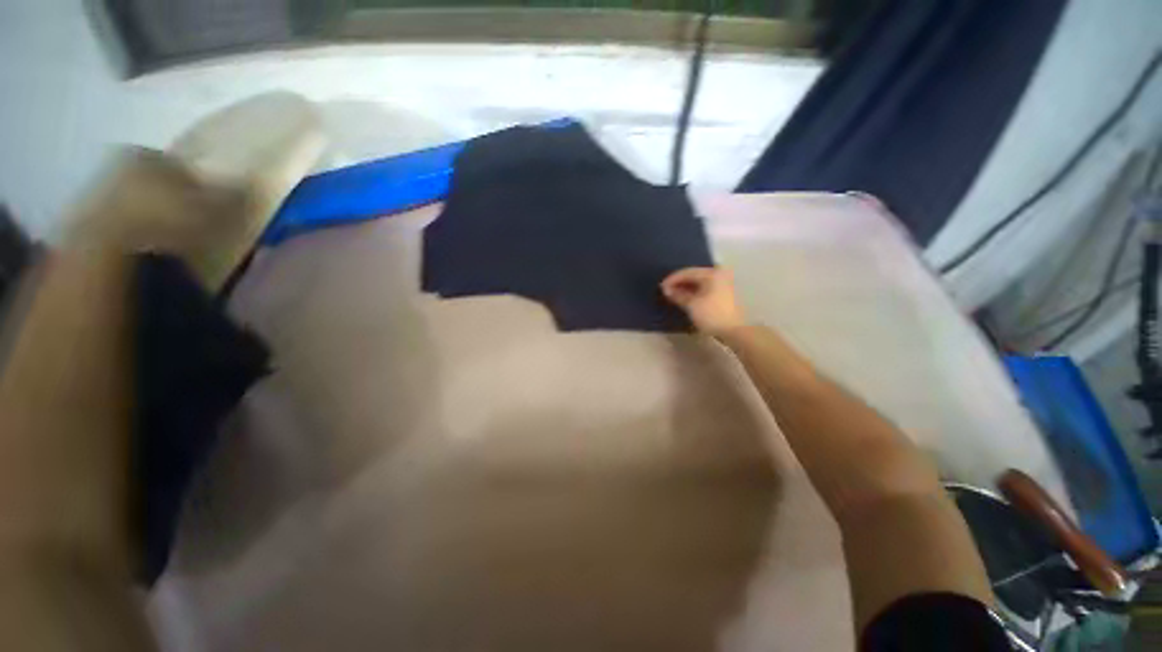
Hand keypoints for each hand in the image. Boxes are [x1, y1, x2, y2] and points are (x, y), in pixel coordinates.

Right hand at [660, 267, 746, 335]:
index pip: (687, 272)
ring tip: (673, 294)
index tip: (661, 287)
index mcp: (711, 274)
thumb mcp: (691, 305)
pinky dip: (693, 291)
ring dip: (685, 287)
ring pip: (698, 281)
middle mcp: (718, 274)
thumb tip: (667, 290)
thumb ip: (678, 295)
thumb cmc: (711, 315)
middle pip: (693, 275)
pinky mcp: (722, 292)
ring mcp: (722, 282)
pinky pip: (704, 287)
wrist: (733, 331)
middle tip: (666, 290)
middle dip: (679, 282)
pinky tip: (685, 297)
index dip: (672, 279)